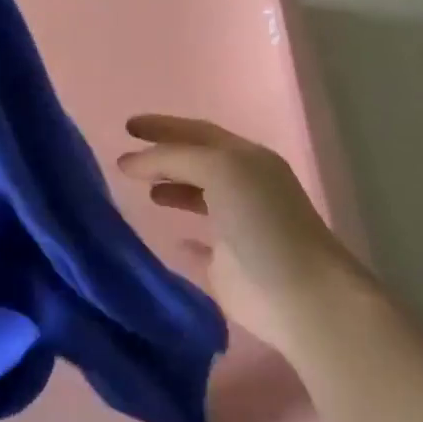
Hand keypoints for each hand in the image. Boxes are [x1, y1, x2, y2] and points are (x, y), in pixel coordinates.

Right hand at [117, 115, 374, 358]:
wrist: (297, 295)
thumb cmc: (260, 222)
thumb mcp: (219, 169)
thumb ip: (173, 157)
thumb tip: (130, 161)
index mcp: (246, 160)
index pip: (198, 133)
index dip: (163, 126)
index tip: (127, 126)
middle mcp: (244, 187)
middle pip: (197, 163)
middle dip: (163, 156)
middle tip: (125, 157)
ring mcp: (236, 226)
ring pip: (198, 198)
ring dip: (170, 188)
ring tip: (142, 190)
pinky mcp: (227, 265)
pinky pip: (199, 244)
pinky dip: (182, 236)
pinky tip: (166, 236)